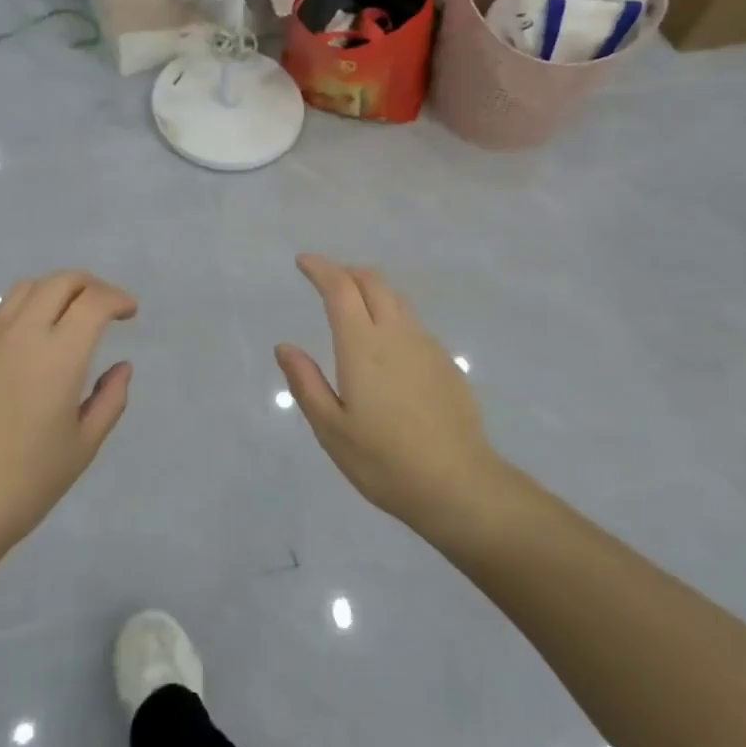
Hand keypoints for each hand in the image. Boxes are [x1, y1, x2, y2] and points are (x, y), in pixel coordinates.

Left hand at [0, 270, 136, 557]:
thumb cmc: (27, 482)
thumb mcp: (84, 445)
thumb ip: (110, 399)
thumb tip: (122, 366)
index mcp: (60, 356)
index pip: (94, 301)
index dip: (118, 298)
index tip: (129, 312)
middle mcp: (22, 334)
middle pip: (60, 281)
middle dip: (90, 285)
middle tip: (103, 307)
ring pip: (24, 288)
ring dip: (53, 291)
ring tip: (63, 316)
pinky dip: (16, 310)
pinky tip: (20, 336)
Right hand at [277, 254, 506, 536]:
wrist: (460, 485)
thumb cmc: (385, 462)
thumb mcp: (332, 429)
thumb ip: (306, 383)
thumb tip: (285, 346)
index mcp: (363, 346)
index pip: (340, 289)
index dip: (320, 269)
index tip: (303, 261)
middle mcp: (396, 334)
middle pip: (372, 282)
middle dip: (346, 271)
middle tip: (326, 279)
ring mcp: (426, 346)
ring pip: (396, 299)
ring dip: (370, 290)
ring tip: (353, 306)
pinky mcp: (446, 363)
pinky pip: (413, 322)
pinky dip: (391, 314)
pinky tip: (386, 345)